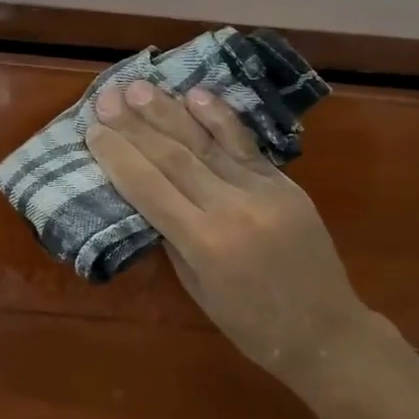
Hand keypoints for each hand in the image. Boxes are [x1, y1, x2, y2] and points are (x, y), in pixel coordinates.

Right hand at [84, 79, 375, 386]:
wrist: (325, 330)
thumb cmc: (252, 326)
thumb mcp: (198, 290)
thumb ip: (174, 240)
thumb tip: (151, 199)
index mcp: (204, 243)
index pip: (148, 188)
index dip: (117, 157)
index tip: (93, 131)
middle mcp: (231, 208)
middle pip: (173, 156)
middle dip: (135, 126)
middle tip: (107, 98)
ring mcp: (263, 191)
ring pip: (207, 143)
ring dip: (169, 111)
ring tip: (139, 87)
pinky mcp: (285, 184)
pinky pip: (246, 145)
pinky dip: (220, 118)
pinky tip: (197, 95)